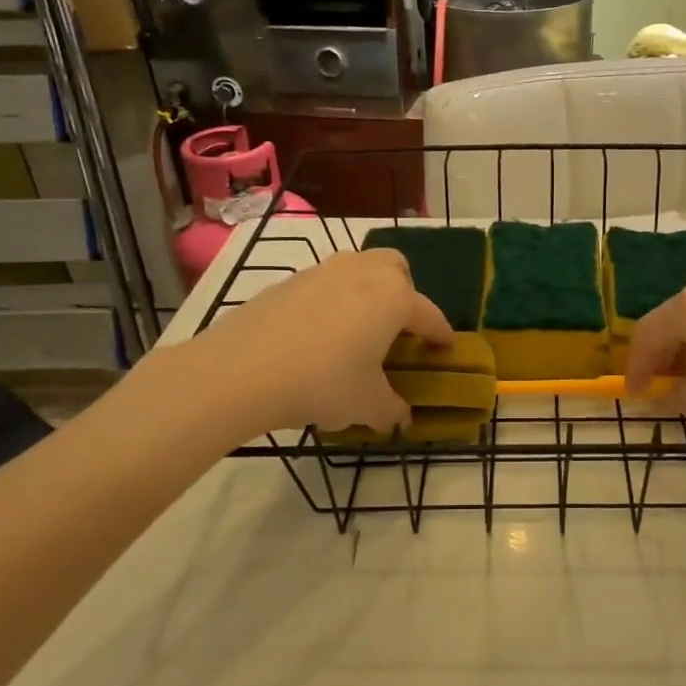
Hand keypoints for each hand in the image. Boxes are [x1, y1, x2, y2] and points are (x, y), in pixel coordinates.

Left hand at [178, 249, 451, 434]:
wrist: (240, 371)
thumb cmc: (322, 383)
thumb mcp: (366, 405)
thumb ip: (392, 410)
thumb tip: (401, 418)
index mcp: (394, 298)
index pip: (429, 316)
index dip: (440, 335)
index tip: (445, 348)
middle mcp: (364, 273)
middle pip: (397, 269)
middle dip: (404, 293)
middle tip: (397, 329)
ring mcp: (323, 271)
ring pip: (359, 268)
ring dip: (367, 292)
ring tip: (357, 329)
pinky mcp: (289, 280)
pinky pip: (325, 284)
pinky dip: (332, 301)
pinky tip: (317, 335)